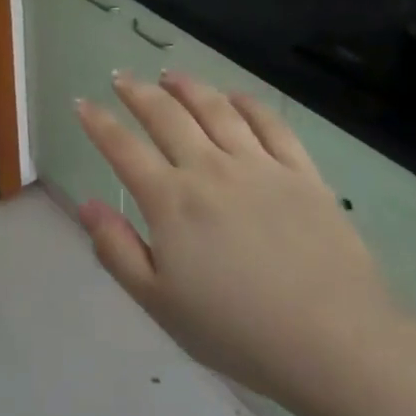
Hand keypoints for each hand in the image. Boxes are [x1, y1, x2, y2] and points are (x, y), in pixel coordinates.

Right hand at [75, 72, 398, 403]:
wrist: (333, 341)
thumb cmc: (236, 330)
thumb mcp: (159, 303)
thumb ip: (118, 250)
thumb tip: (88, 205)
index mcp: (171, 201)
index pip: (123, 149)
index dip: (98, 123)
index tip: (82, 104)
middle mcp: (210, 169)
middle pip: (167, 116)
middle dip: (138, 92)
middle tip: (121, 78)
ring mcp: (259, 166)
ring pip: (216, 109)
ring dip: (188, 87)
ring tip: (171, 75)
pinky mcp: (301, 173)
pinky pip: (270, 124)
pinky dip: (247, 104)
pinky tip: (235, 97)